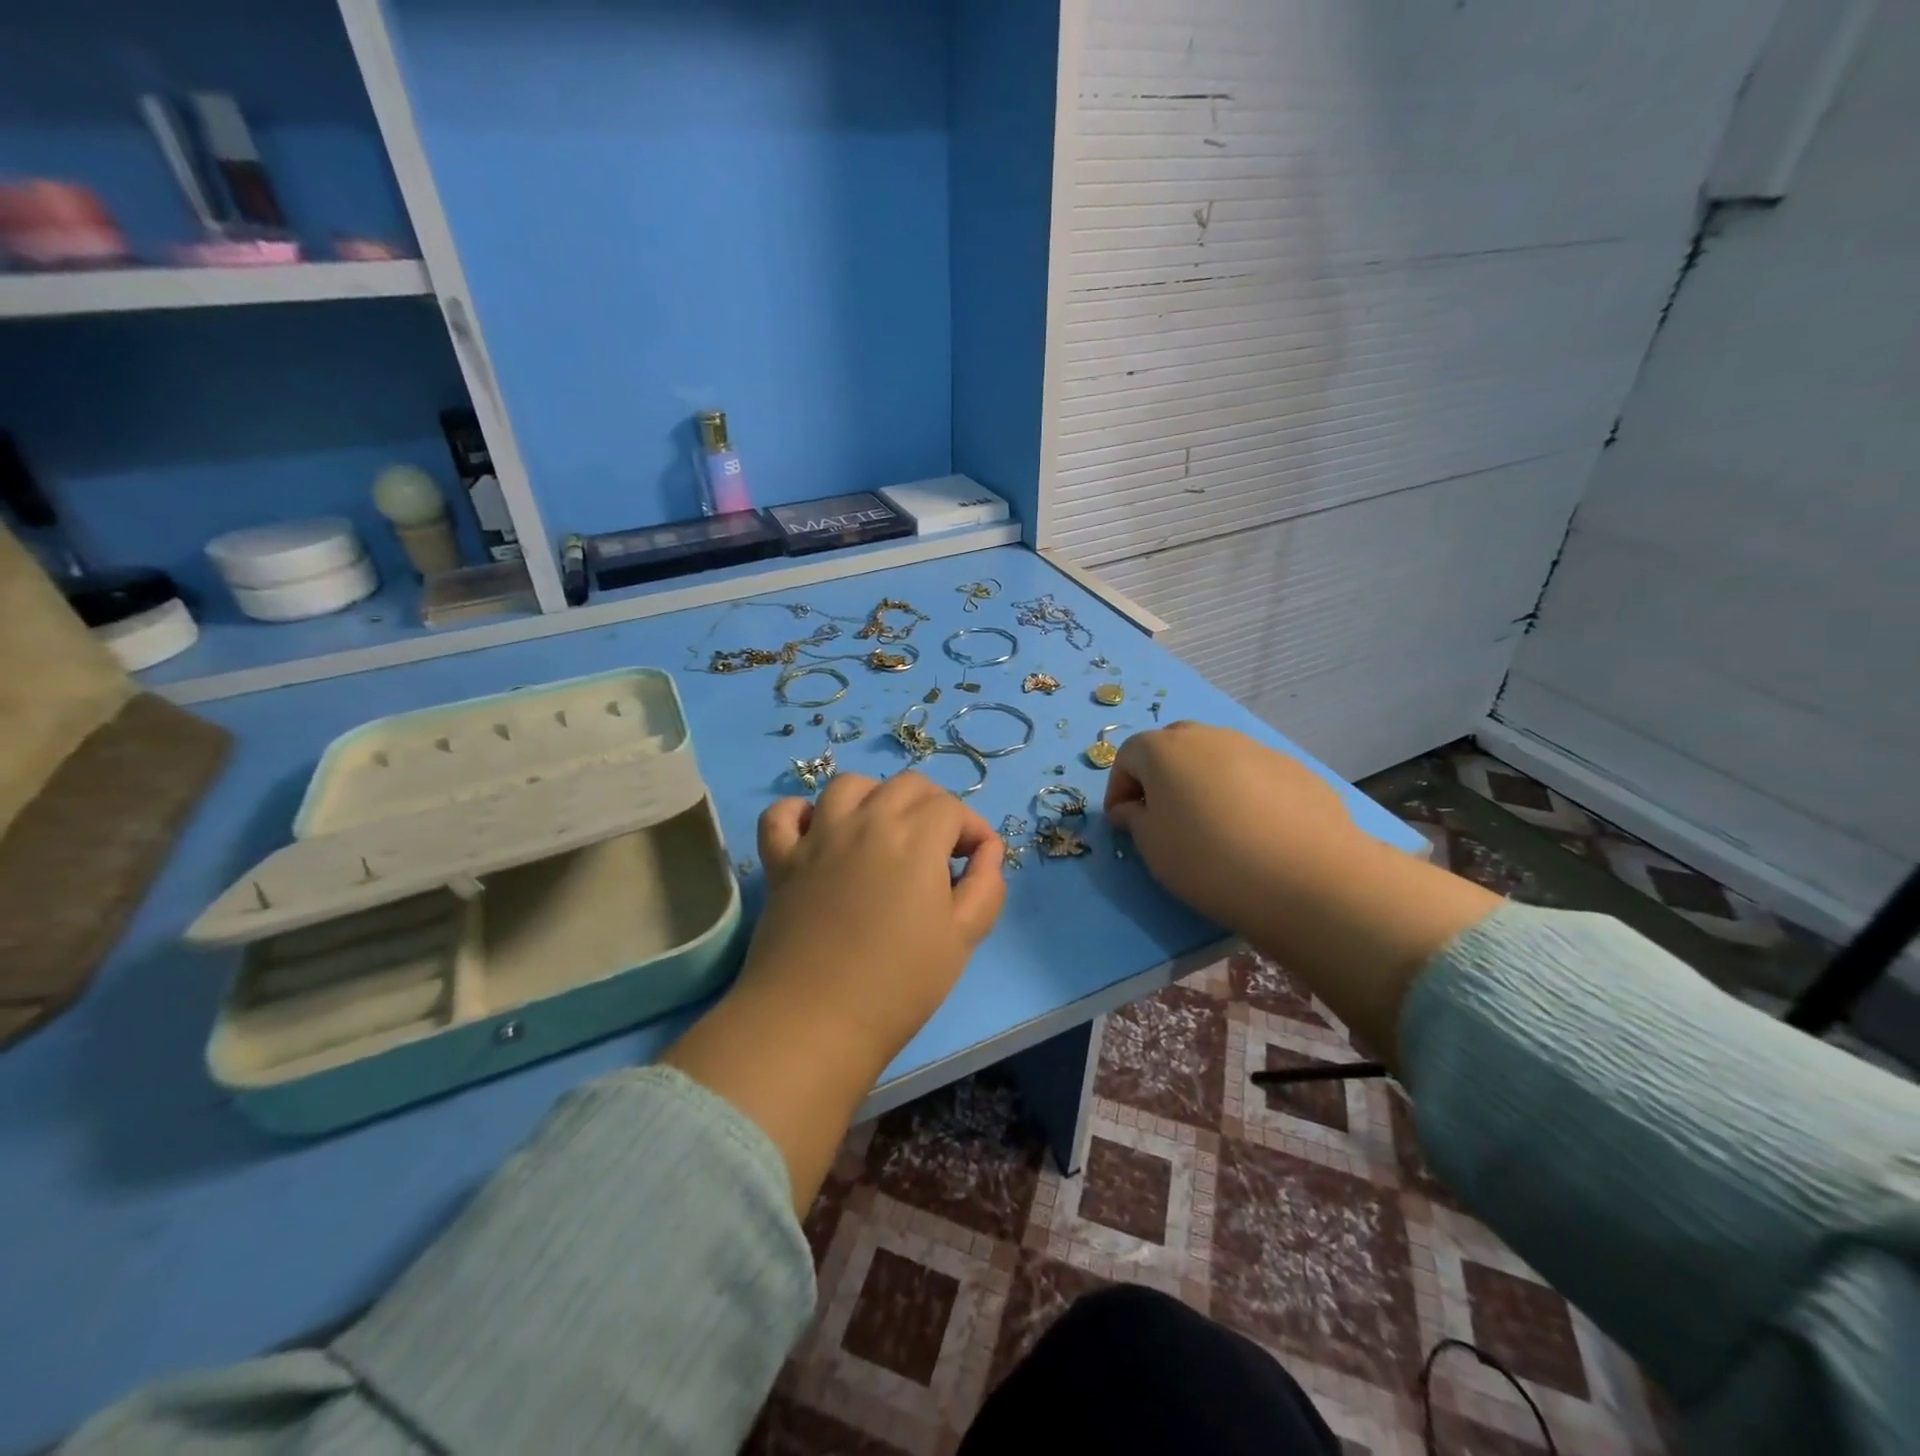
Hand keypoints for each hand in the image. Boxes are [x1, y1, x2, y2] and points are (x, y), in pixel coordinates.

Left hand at [663, 771, 1004, 1213]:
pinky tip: (817, 832)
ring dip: (875, 797)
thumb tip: (987, 851)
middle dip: (933, 806)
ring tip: (884, 832)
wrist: (814, 1021)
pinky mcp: (781, 860)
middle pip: (906, 785)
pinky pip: (783, 814)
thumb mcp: (963, 938)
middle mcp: (866, 821)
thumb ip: (986, 886)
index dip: (972, 829)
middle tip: (939, 849)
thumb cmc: (899, 984)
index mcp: (915, 838)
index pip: (951, 807)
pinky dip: (800, 812)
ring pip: (848, 785)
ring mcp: (818, 837)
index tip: (977, 861)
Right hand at [1104, 721, 1499, 1064]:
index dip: (1119, 789)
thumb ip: (1134, 819)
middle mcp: (1209, 736)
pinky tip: (1254, 832)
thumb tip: (1134, 808)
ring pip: (1215, 759)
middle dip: (1160, 778)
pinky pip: (1252, 775)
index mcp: (1165, 749)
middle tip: (1164, 818)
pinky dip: (1242, 794)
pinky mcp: (1294, 769)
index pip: (1127, 756)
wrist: (1307, 878)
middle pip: (1172, 748)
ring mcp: (1255, 748)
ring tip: (1213, 827)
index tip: (1124, 823)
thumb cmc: (1209, 860)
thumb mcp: (1152, 847)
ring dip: (1202, 784)